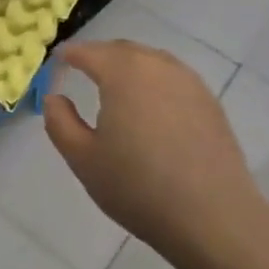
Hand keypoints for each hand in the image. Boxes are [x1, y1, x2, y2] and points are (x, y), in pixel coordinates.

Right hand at [44, 40, 266, 268]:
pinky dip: (155, 84)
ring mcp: (188, 81)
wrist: (213, 218)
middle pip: (121, 50)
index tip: (57, 64)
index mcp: (123, 71)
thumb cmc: (139, 186)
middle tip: (83, 74)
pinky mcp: (209, 102)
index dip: (68, 56)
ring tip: (117, 92)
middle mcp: (156, 65)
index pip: (87, 51)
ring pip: (150, 61)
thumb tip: (54, 98)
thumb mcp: (83, 158)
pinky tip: (152, 112)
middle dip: (99, 57)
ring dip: (129, 68)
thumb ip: (59, 121)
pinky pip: (173, 79)